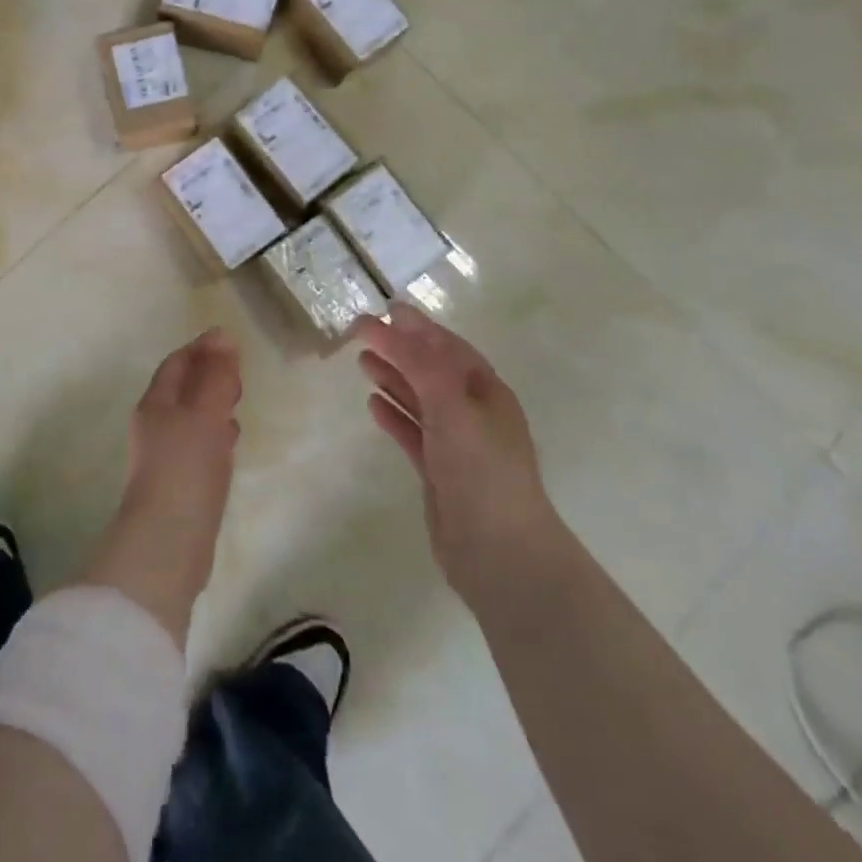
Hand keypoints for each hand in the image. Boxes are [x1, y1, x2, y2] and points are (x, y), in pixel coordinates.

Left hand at [79, 328, 242, 643]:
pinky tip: (231, 442)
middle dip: (208, 376)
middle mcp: (155, 426)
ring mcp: (165, 458)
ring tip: (238, 402)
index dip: (201, 349)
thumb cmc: (185, 468)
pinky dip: (215, 435)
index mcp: (155, 404)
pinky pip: (198, 447)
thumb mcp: (205, 414)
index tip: (230, 342)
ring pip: (191, 418)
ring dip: (213, 405)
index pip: (177, 364)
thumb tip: (222, 335)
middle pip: (182, 390)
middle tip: (239, 373)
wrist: (167, 543)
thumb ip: (216, 375)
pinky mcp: (179, 485)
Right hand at [356, 307, 559, 608]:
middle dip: (400, 349)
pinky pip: (412, 432)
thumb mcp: (450, 404)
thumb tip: (386, 324)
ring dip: (393, 378)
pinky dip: (393, 416)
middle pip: (431, 370)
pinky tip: (372, 404)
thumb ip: (417, 362)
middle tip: (362, 331)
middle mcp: (473, 413)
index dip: (418, 326)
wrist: (500, 552)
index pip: (447, 347)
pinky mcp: (438, 472)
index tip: (387, 308)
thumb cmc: (481, 468)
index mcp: (486, 391)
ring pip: (419, 400)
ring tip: (361, 361)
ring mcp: (456, 444)